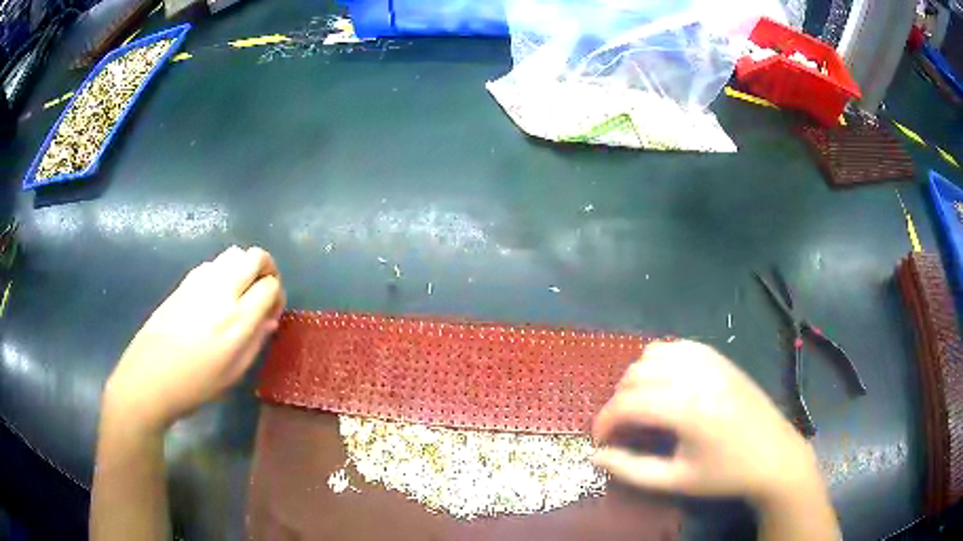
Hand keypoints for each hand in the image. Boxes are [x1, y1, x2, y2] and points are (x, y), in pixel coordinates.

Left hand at [103, 246, 284, 434]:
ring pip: (234, 253)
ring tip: (239, 293)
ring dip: (244, 267)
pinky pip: (213, 263)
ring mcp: (200, 282)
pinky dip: (223, 271)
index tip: (271, 313)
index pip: (270, 285)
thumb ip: (255, 341)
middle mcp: (221, 292)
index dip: (277, 296)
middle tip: (262, 292)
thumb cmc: (194, 385)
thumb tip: (269, 319)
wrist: (149, 378)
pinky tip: (215, 296)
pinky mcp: (184, 282)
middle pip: (255, 256)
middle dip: (266, 269)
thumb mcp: (233, 374)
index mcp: (237, 320)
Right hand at [592, 340, 819, 504]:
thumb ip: (631, 469)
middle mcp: (696, 376)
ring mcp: (710, 361)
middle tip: (620, 429)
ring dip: (636, 379)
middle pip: (635, 376)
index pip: (627, 404)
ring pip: (653, 354)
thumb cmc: (725, 474)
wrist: (775, 456)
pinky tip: (663, 383)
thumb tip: (596, 456)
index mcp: (687, 409)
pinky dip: (659, 361)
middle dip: (617, 403)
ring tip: (639, 405)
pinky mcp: (720, 357)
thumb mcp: (676, 480)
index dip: (604, 422)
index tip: (600, 442)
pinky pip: (677, 346)